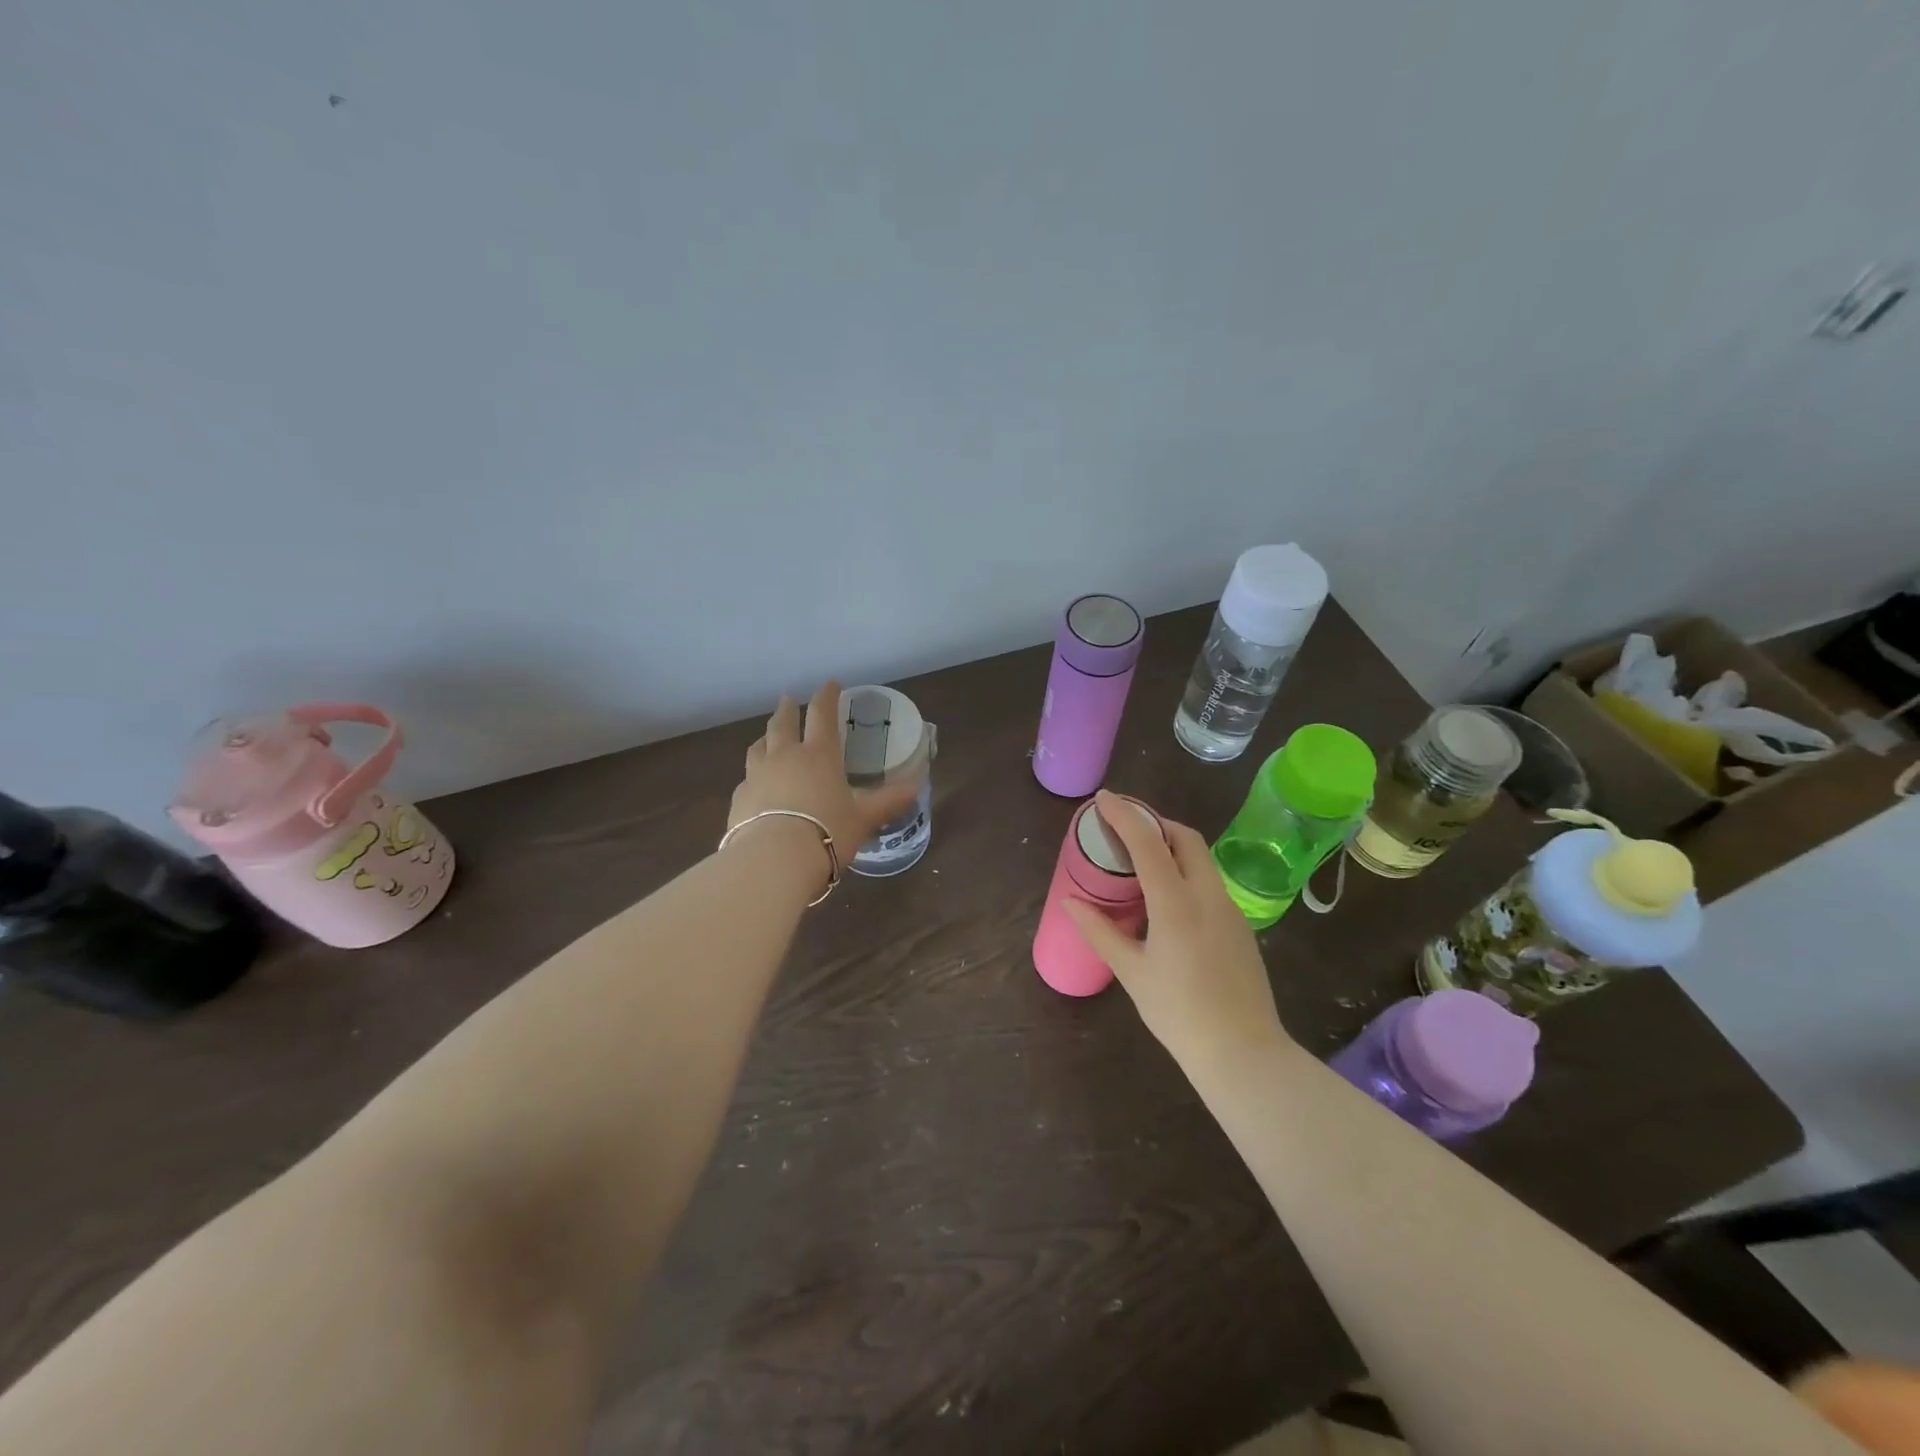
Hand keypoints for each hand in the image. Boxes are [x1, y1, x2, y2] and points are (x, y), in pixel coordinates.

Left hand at [728, 682, 923, 881]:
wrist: (773, 862)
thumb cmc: (827, 834)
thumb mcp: (863, 819)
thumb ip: (887, 802)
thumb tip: (916, 788)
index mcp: (818, 755)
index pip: (822, 714)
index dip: (827, 696)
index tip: (830, 684)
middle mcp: (784, 757)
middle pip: (782, 723)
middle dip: (788, 709)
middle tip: (789, 701)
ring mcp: (757, 776)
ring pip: (758, 747)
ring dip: (766, 738)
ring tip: (769, 738)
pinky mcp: (738, 799)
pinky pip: (747, 779)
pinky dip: (754, 776)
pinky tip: (757, 787)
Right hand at [1063, 791, 1291, 1071]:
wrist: (1243, 1053)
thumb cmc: (1179, 1013)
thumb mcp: (1132, 972)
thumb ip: (1100, 931)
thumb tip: (1071, 901)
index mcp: (1176, 903)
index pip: (1148, 842)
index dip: (1124, 815)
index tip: (1103, 798)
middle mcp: (1208, 895)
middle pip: (1184, 838)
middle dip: (1154, 822)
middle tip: (1123, 826)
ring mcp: (1229, 909)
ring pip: (1201, 858)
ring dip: (1171, 844)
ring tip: (1140, 857)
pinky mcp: (1240, 925)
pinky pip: (1209, 881)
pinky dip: (1185, 870)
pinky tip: (1167, 895)